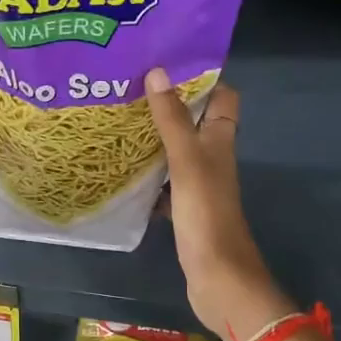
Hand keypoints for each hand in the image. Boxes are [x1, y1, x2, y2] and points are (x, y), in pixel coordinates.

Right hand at [144, 68, 293, 340]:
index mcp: (220, 141)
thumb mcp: (188, 161)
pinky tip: (121, 169)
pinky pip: (163, 182)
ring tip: (118, 119)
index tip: (166, 62)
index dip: (201, 78)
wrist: (218, 278)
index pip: (222, 97)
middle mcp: (212, 159)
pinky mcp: (184, 210)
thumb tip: (159, 71)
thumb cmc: (206, 214)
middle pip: (195, 122)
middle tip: (129, 87)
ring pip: (176, 152)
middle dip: (167, 104)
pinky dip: (147, 174)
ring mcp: (199, 186)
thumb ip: (172, 119)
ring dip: (154, 137)